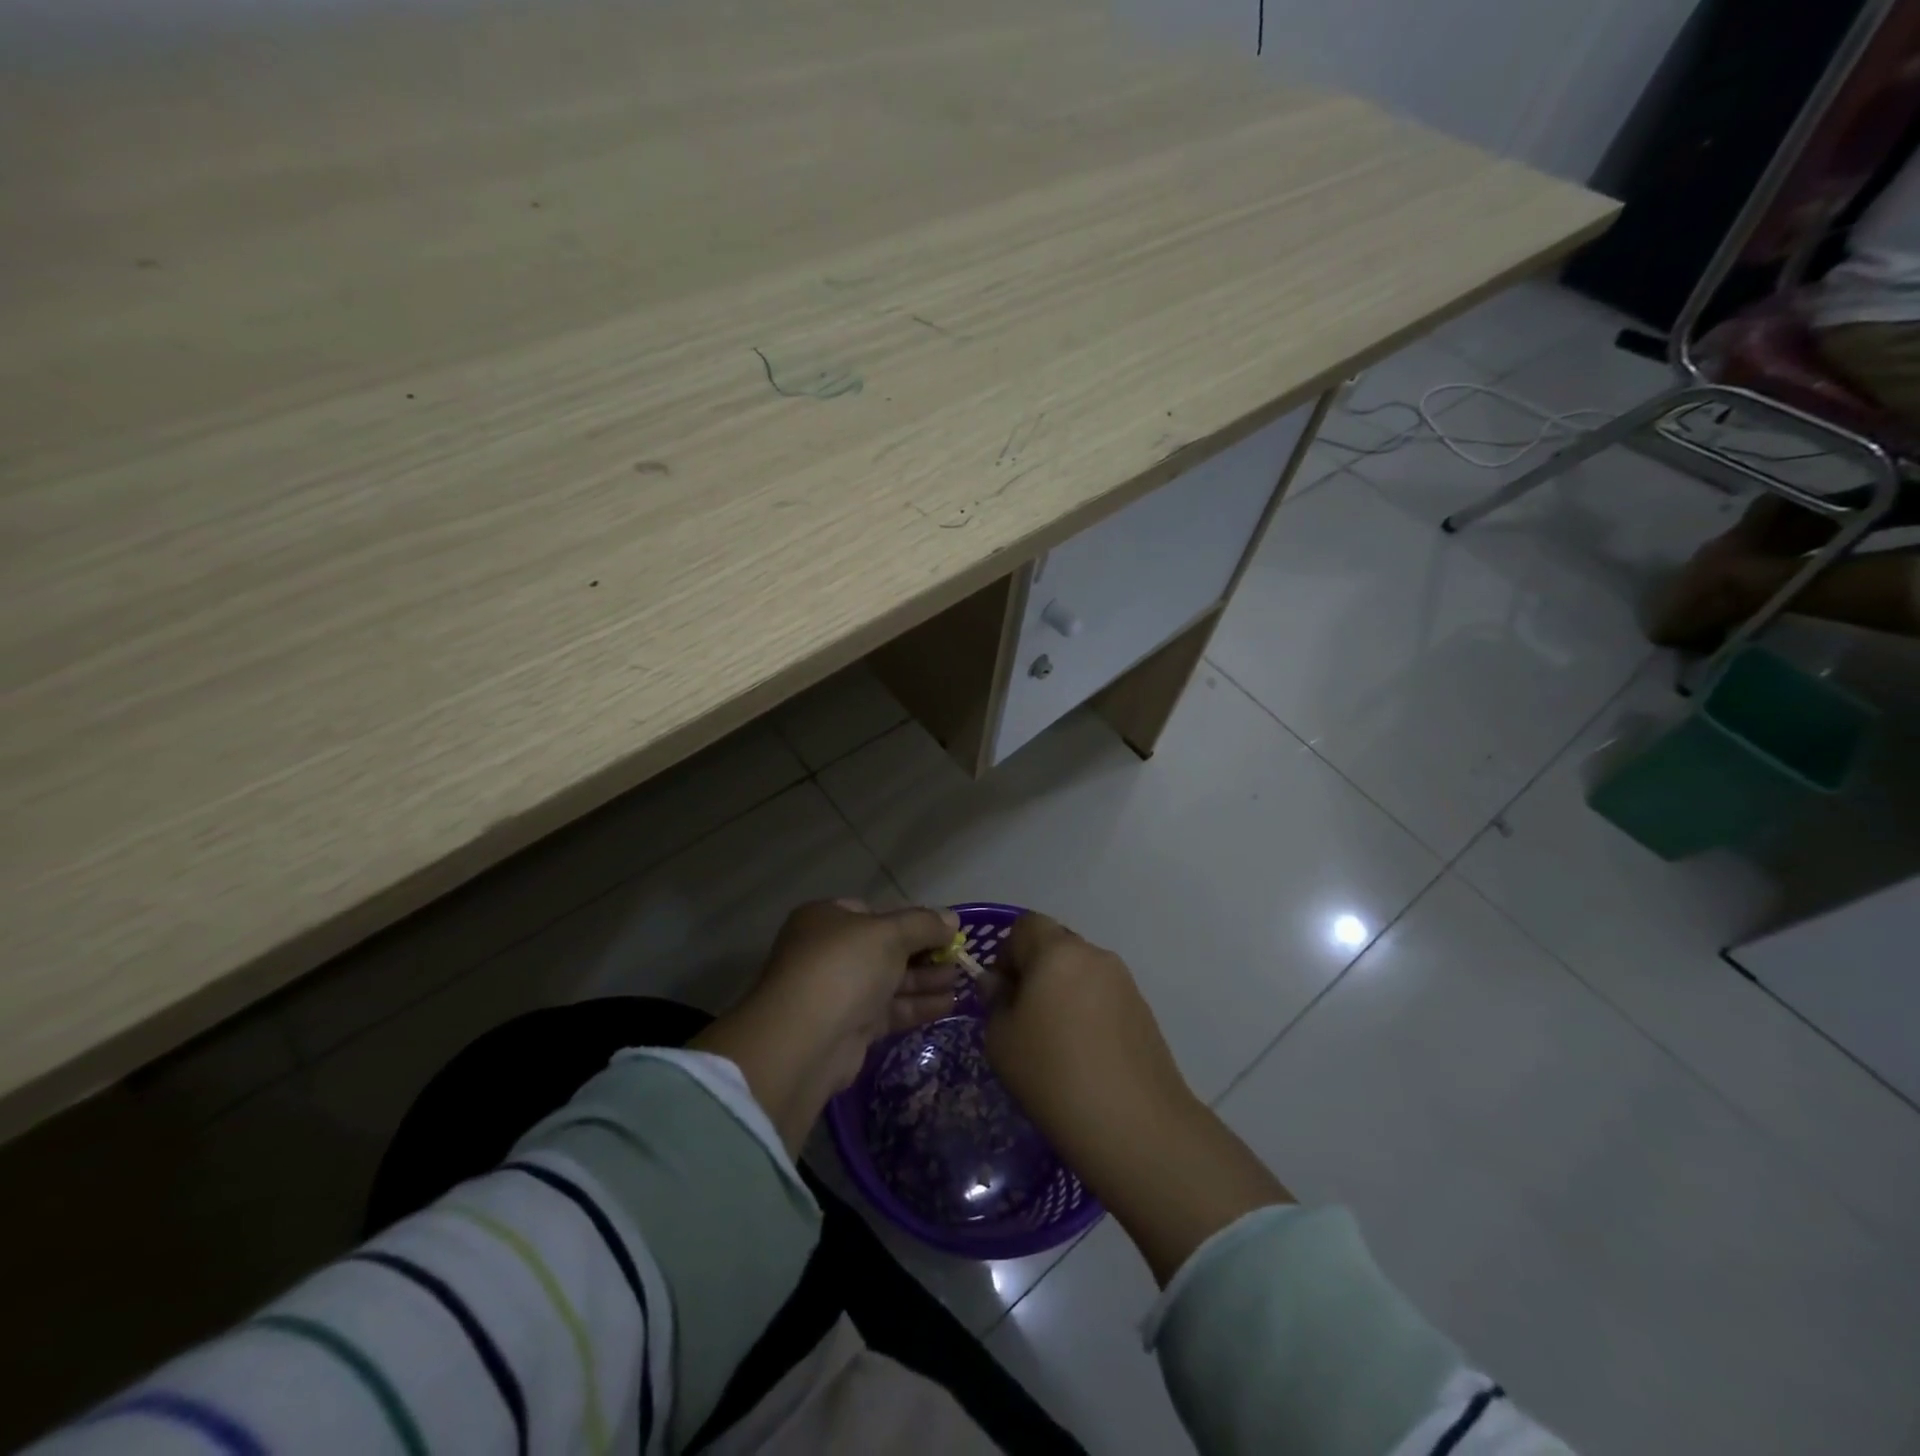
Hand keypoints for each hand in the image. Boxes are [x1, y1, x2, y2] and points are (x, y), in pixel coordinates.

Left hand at [754, 899, 962, 1090]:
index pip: (874, 912)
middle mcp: (828, 952)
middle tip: (960, 958)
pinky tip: (950, 1004)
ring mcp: (837, 991)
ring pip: (889, 981)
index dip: (910, 919)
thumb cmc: (844, 968)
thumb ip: (923, 924)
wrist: (805, 1041)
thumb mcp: (888, 934)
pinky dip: (917, 1005)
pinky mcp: (849, 1028)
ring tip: (962, 981)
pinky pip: (889, 1010)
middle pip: (885, 948)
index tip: (943, 929)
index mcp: (826, 919)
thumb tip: (952, 919)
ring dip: (926, 980)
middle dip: (924, 952)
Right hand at [985, 911, 1189, 1144]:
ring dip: (1062, 992)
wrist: (1135, 1126)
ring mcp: (1124, 982)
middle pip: (1055, 945)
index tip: (1001, 993)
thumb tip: (999, 984)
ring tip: (1055, 1042)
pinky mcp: (1143, 1010)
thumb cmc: (1053, 1075)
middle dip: (1035, 972)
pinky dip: (1087, 1012)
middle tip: (1023, 1018)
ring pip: (1081, 971)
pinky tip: (1084, 1055)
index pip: (1025, 925)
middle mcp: (1094, 955)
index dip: (1007, 952)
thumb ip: (995, 1001)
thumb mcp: (1001, 1040)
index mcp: (1057, 951)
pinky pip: (1103, 996)